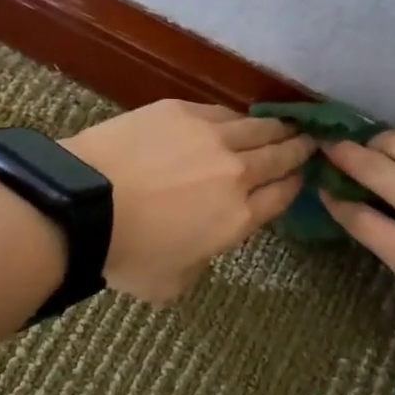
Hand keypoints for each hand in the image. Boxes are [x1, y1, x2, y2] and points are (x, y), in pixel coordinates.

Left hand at [64, 101, 314, 303]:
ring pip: (256, 128)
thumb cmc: (126, 254)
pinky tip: (238, 117)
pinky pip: (221, 112)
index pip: (281, 197)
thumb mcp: (171, 283)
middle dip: (298, 150)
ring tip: (286, 125)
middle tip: (310, 142)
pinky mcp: (181, 111)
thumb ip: (198, 265)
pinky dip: (236, 116)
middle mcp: (236, 173)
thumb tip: (200, 248)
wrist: (85, 203)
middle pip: (278, 157)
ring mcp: (211, 137)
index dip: (295, 185)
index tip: (303, 176)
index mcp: (238, 219)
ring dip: (276, 128)